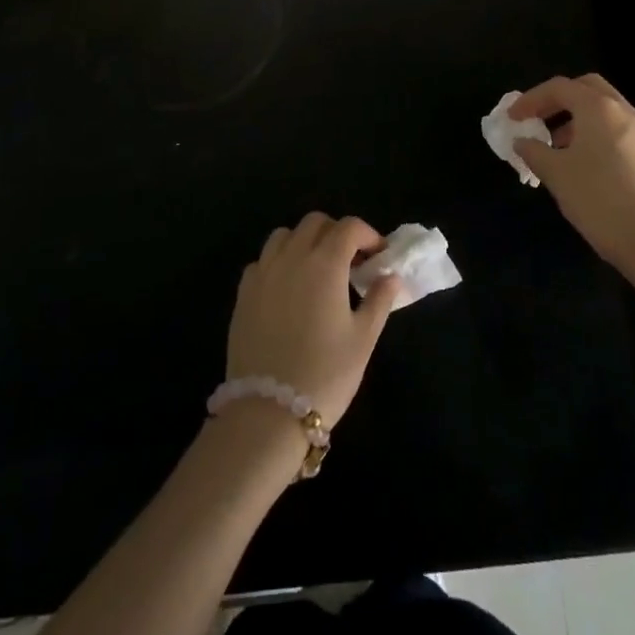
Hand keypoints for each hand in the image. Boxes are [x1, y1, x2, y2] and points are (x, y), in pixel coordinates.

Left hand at [227, 212, 400, 428]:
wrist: (267, 411)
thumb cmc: (325, 374)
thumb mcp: (363, 339)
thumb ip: (379, 300)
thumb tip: (391, 276)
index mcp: (325, 264)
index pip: (349, 227)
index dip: (368, 235)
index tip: (378, 256)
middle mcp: (292, 257)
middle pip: (315, 222)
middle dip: (336, 232)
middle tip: (350, 261)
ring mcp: (263, 272)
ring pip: (284, 235)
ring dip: (305, 241)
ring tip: (317, 270)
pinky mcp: (243, 292)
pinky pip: (263, 260)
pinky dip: (279, 262)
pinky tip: (288, 288)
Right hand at [510, 74, 634, 297]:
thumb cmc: (597, 199)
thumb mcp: (555, 173)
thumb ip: (533, 150)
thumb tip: (522, 141)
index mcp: (599, 108)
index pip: (560, 87)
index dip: (531, 98)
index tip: (512, 117)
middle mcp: (625, 112)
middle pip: (588, 88)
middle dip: (559, 99)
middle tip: (538, 118)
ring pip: (606, 111)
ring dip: (578, 119)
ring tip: (557, 145)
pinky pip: (618, 132)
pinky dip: (596, 135)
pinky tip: (584, 165)